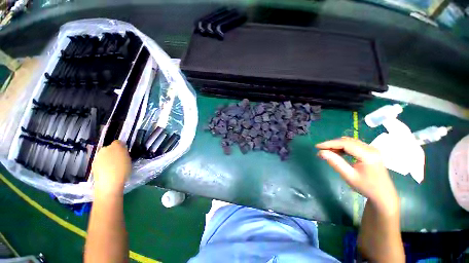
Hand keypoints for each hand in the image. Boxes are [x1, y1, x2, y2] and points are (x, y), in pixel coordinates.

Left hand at [91, 141, 130, 196]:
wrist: (109, 183)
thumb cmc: (122, 169)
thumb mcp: (128, 159)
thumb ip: (124, 152)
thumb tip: (121, 151)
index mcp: (115, 146)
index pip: (118, 142)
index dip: (121, 147)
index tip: (125, 153)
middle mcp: (104, 149)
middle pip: (110, 148)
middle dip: (114, 152)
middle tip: (120, 160)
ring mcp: (97, 157)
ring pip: (105, 155)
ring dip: (109, 159)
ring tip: (114, 167)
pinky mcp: (93, 165)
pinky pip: (101, 162)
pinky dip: (104, 165)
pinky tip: (109, 172)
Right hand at [316, 137, 398, 212]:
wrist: (383, 195)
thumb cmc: (366, 187)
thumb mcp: (349, 176)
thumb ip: (335, 163)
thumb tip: (321, 152)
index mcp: (368, 155)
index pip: (345, 144)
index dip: (330, 143)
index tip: (317, 147)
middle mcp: (370, 149)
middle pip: (347, 141)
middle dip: (332, 144)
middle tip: (320, 150)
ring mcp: (371, 149)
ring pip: (350, 142)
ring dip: (337, 145)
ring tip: (326, 152)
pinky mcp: (370, 152)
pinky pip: (353, 146)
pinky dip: (343, 148)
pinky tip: (337, 153)